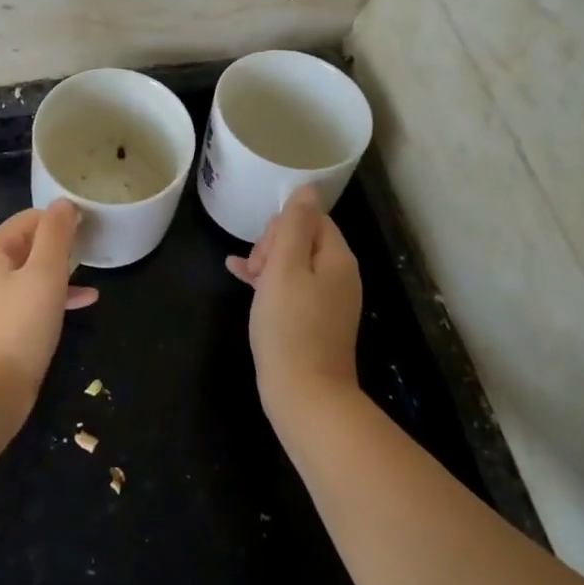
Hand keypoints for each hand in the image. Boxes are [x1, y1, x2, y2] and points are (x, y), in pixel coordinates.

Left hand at [0, 200, 97, 427]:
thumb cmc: (18, 326)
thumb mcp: (44, 274)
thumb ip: (56, 235)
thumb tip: (64, 203)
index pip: (30, 218)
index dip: (61, 220)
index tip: (92, 228)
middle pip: (29, 244)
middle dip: (62, 245)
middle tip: (95, 248)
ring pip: (32, 273)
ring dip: (62, 271)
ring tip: (93, 272)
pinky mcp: (0, 326)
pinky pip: (31, 299)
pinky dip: (55, 296)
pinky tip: (85, 301)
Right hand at [226, 187, 361, 418]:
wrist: (304, 395)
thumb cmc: (289, 326)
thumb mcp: (285, 267)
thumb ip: (294, 224)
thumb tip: (307, 188)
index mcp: (338, 258)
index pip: (311, 219)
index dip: (280, 227)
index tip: (262, 253)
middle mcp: (340, 276)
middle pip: (303, 239)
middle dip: (273, 245)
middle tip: (255, 271)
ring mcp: (330, 301)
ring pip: (294, 264)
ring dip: (266, 263)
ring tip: (244, 277)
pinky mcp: (316, 322)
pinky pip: (292, 288)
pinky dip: (269, 282)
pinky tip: (243, 280)